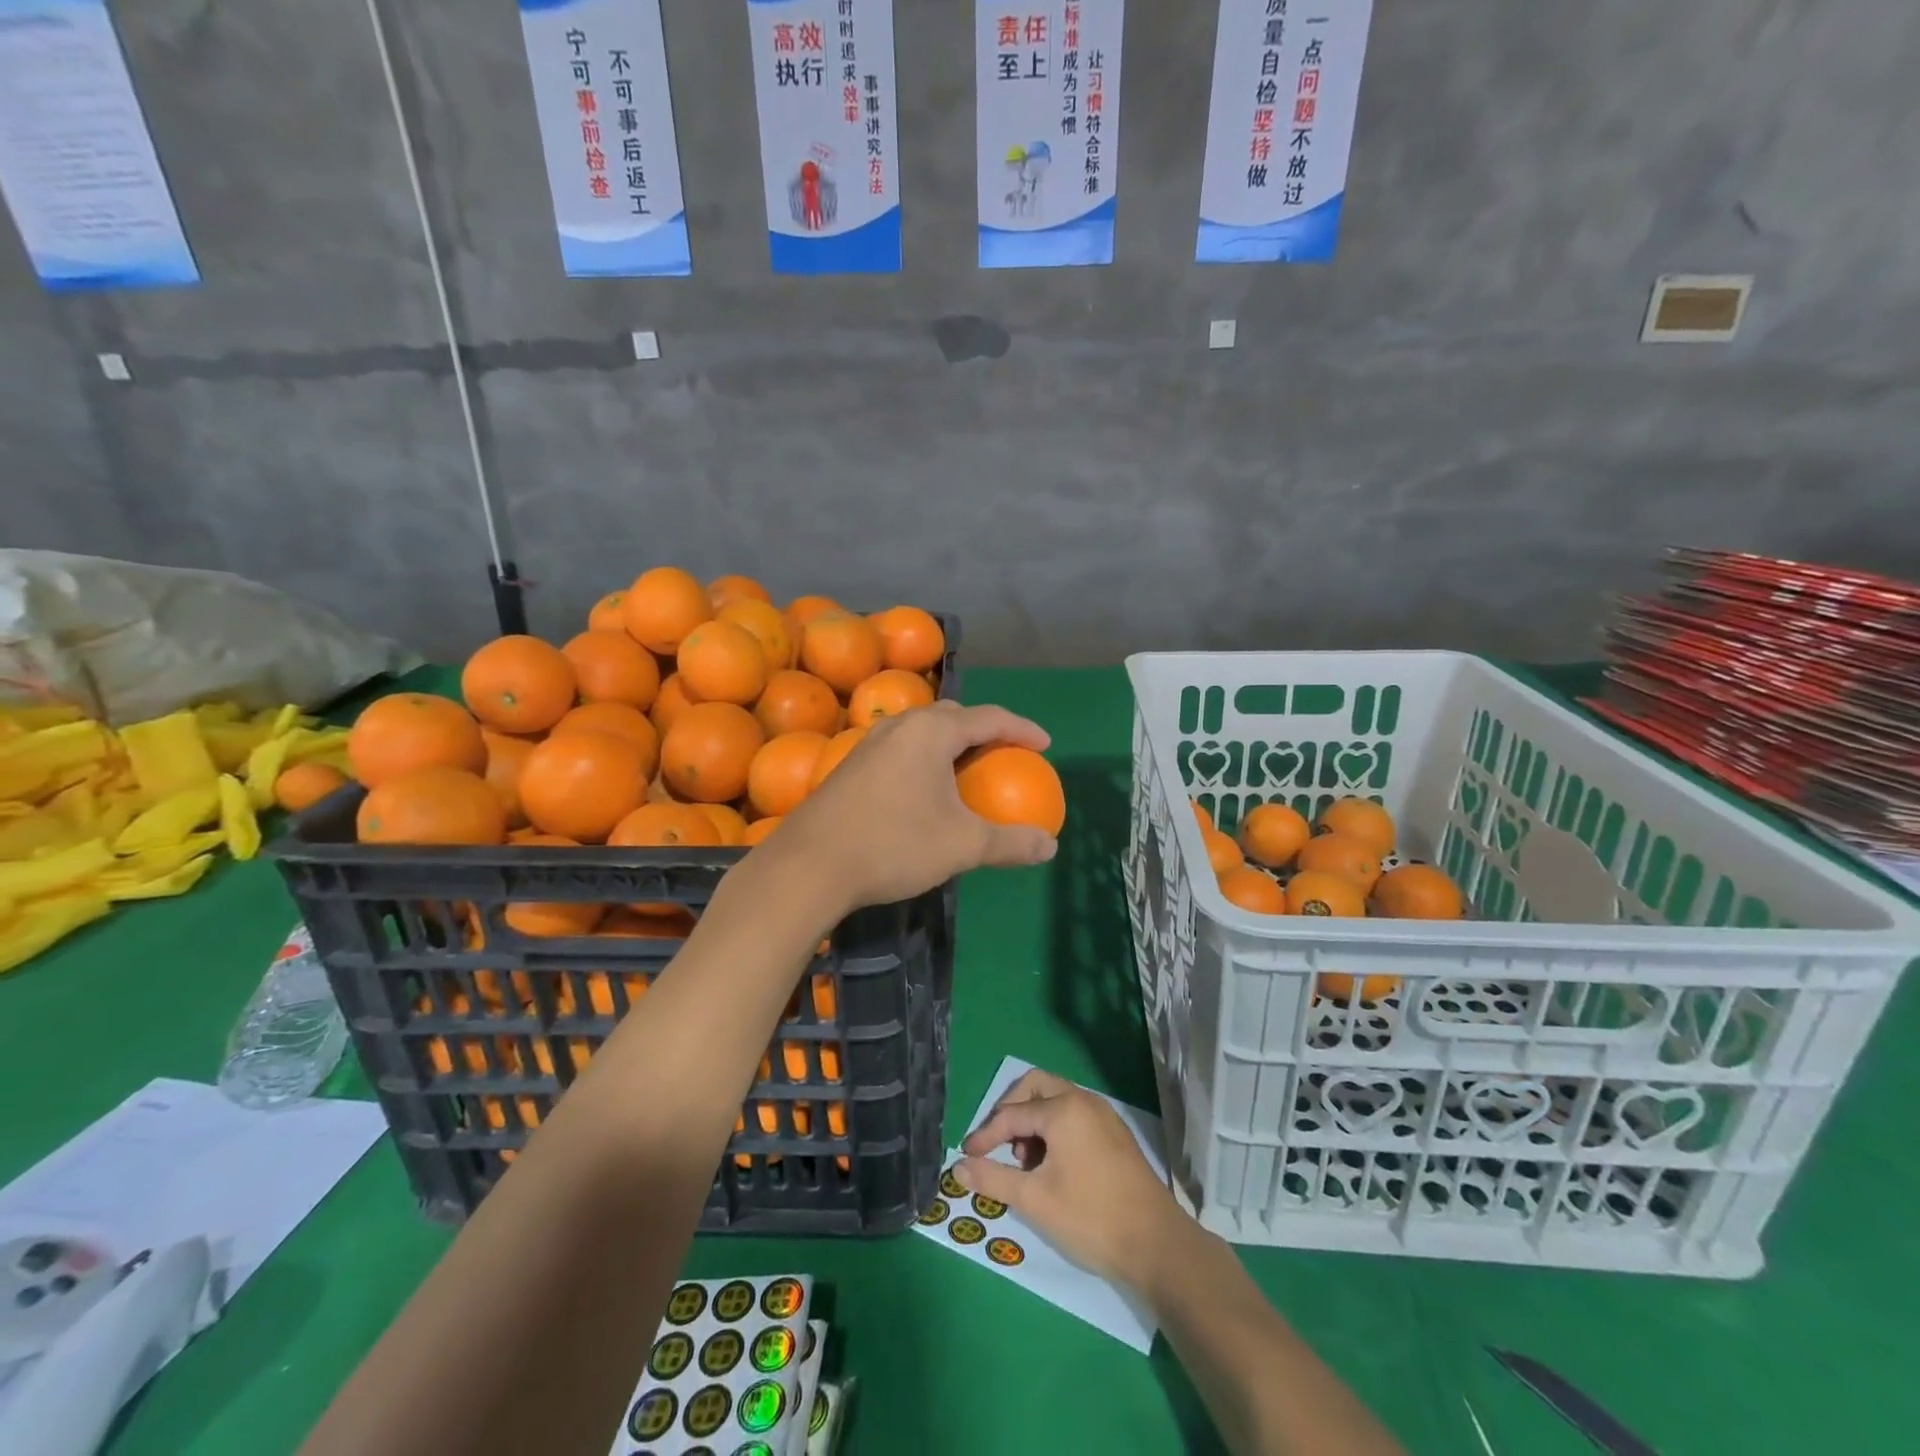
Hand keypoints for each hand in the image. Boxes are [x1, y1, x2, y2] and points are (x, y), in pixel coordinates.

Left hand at [777, 702, 1057, 914]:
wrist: (809, 865)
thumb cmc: (894, 845)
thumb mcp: (962, 845)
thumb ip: (1010, 842)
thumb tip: (1050, 846)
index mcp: (931, 731)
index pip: (989, 717)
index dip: (1022, 729)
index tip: (1044, 745)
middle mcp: (899, 726)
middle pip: (952, 716)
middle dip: (983, 729)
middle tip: (1003, 753)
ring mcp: (868, 743)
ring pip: (921, 731)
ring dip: (949, 743)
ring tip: (965, 769)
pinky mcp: (850, 766)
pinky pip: (900, 749)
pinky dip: (924, 759)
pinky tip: (922, 791)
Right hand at [955, 1068, 1186, 1290]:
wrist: (1157, 1245)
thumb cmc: (1091, 1218)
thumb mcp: (1034, 1200)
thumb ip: (993, 1179)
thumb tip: (958, 1167)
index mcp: (1063, 1109)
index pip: (1012, 1114)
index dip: (985, 1135)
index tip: (967, 1157)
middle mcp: (1084, 1100)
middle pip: (1036, 1086)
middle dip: (1011, 1111)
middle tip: (997, 1144)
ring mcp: (1103, 1115)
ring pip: (1056, 1099)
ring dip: (1033, 1120)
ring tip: (1025, 1163)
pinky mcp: (1114, 1133)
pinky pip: (1074, 1114)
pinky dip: (1054, 1128)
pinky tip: (1051, 1166)